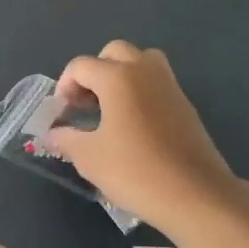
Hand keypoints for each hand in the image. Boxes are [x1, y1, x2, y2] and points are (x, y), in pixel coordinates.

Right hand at [46, 40, 239, 234]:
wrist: (196, 195)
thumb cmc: (136, 172)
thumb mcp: (90, 158)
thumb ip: (66, 139)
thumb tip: (52, 133)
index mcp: (118, 77)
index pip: (81, 66)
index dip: (64, 85)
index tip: (63, 114)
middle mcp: (145, 70)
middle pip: (114, 52)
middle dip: (94, 72)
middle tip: (86, 103)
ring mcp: (170, 85)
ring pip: (141, 61)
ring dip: (122, 75)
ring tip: (111, 108)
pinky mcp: (185, 103)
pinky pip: (157, 82)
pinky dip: (141, 90)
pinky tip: (134, 125)